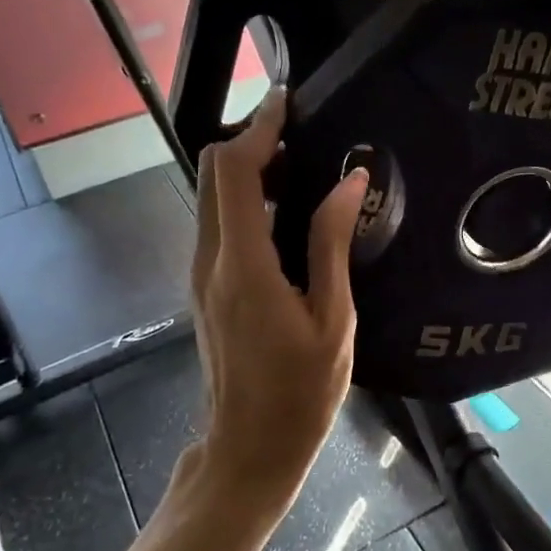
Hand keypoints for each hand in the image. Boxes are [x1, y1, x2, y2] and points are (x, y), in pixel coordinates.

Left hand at [189, 88, 367, 503]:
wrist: (250, 448)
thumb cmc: (302, 392)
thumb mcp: (333, 318)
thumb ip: (332, 244)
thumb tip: (348, 182)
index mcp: (243, 264)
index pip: (233, 170)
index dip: (258, 128)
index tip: (289, 102)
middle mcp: (211, 260)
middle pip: (212, 174)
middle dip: (252, 143)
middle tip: (304, 138)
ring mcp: (202, 276)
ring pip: (212, 199)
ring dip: (249, 173)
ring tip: (305, 172)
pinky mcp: (207, 289)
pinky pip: (220, 226)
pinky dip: (247, 204)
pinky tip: (290, 217)